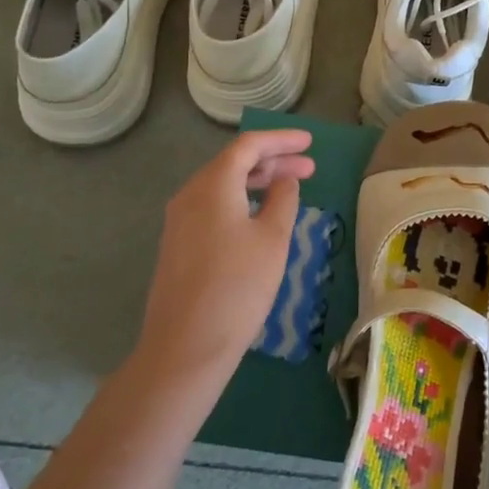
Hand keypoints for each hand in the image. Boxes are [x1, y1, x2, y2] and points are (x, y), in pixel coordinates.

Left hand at [138, 130, 315, 382]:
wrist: (185, 347)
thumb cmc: (237, 287)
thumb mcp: (272, 239)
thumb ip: (283, 200)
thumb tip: (284, 180)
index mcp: (212, 185)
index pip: (249, 146)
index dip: (281, 140)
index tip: (310, 143)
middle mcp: (190, 194)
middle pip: (233, 163)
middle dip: (273, 161)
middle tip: (309, 167)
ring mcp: (179, 220)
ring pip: (222, 185)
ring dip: (257, 181)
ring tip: (289, 188)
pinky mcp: (178, 244)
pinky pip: (212, 206)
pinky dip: (240, 200)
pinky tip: (260, 215)